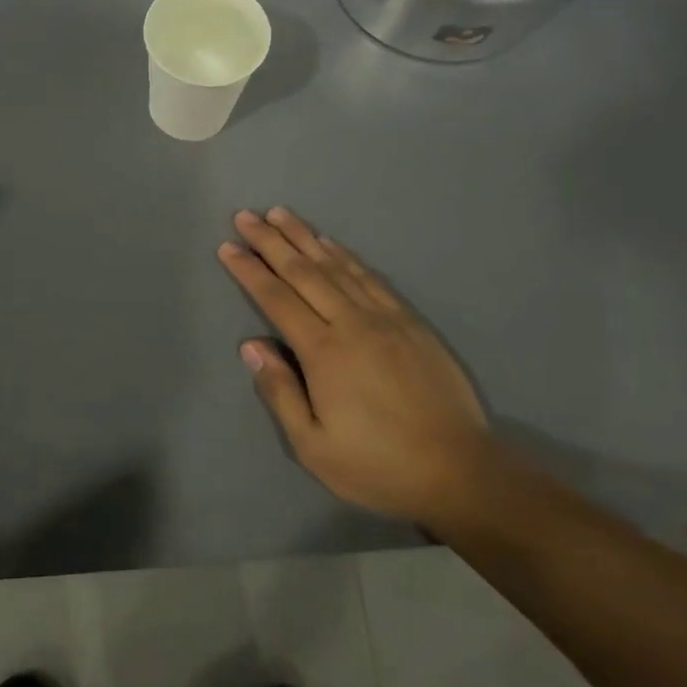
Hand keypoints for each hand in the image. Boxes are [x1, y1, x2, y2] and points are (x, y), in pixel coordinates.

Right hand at [219, 207, 489, 522]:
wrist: (459, 470)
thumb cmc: (377, 465)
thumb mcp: (313, 446)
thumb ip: (280, 392)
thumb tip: (251, 346)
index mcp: (324, 352)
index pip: (277, 298)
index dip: (250, 270)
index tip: (228, 246)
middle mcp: (352, 323)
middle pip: (304, 271)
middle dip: (271, 241)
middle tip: (246, 216)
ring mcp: (385, 318)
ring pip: (337, 266)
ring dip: (305, 237)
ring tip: (281, 215)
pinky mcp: (410, 321)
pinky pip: (370, 277)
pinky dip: (345, 256)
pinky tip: (331, 244)